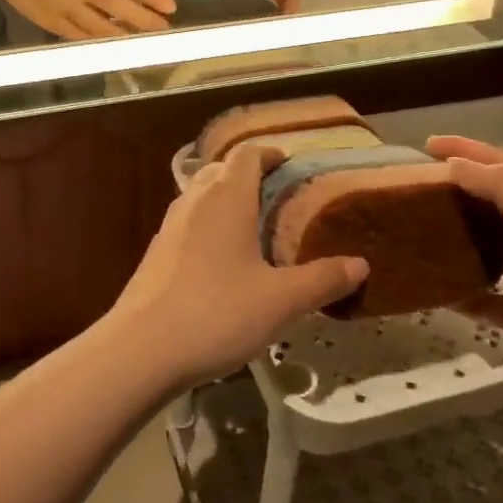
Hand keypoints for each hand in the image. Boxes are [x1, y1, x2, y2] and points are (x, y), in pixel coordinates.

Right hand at [0, 0, 175, 39]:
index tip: (170, 7)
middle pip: (117, 5)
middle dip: (144, 20)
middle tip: (163, 29)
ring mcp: (65, 5)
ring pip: (101, 26)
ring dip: (125, 35)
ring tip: (143, 41)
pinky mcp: (53, 23)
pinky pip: (82, 37)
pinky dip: (100, 42)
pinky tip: (116, 47)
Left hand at [108, 146, 367, 391]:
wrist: (141, 349)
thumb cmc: (217, 313)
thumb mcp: (280, 301)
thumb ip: (322, 280)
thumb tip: (361, 265)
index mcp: (226, 197)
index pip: (247, 154)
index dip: (269, 154)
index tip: (290, 165)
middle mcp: (194, 201)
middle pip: (221, 171)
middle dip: (249, 177)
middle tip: (280, 199)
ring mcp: (169, 227)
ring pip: (201, 197)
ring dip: (227, 202)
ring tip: (255, 230)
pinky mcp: (156, 253)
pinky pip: (189, 225)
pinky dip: (209, 228)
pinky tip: (224, 263)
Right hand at [426, 136, 502, 400]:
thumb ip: (500, 188)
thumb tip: (453, 164)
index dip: (470, 150)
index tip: (428, 143)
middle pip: (495, 206)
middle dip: (459, 193)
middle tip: (413, 188)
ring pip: (488, 252)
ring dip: (456, 242)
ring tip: (414, 232)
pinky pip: (485, 301)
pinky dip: (460, 294)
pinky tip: (429, 289)